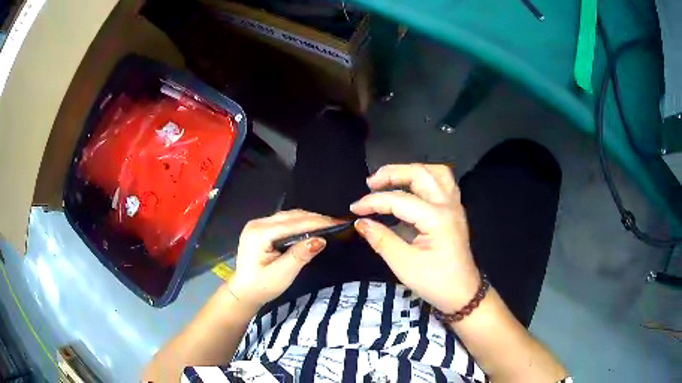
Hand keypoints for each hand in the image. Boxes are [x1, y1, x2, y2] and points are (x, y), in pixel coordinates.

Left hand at [227, 210, 336, 308]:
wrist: (244, 292)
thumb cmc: (262, 286)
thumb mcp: (282, 274)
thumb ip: (300, 255)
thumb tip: (320, 240)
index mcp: (259, 234)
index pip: (293, 224)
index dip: (316, 222)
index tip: (338, 223)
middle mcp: (257, 223)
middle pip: (291, 216)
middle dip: (314, 219)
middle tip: (337, 224)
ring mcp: (258, 224)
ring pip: (288, 216)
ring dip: (308, 219)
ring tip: (328, 225)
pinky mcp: (261, 228)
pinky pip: (284, 221)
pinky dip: (299, 223)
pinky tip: (311, 228)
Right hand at [350, 164, 479, 312]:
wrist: (462, 293)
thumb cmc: (434, 282)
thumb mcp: (404, 264)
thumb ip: (381, 239)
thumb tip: (361, 222)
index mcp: (437, 218)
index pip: (399, 200)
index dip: (373, 202)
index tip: (354, 209)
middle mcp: (448, 205)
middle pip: (420, 174)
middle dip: (392, 173)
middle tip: (370, 183)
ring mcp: (454, 205)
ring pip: (436, 172)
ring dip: (411, 170)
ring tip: (391, 179)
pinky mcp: (455, 210)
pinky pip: (443, 182)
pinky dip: (425, 178)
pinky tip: (412, 187)